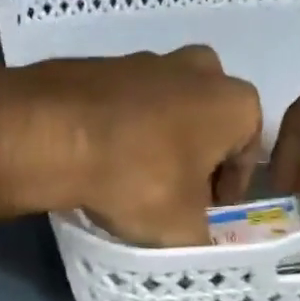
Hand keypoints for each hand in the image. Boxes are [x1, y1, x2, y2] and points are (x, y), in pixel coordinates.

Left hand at [0, 47, 263, 246]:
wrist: (52, 132)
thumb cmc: (138, 178)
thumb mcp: (181, 228)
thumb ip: (202, 239)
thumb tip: (198, 242)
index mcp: (235, 102)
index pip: (247, 153)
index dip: (229, 189)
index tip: (208, 213)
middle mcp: (200, 69)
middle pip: (208, 123)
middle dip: (196, 156)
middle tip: (174, 194)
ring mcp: (148, 58)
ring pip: (167, 108)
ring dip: (159, 139)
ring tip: (132, 178)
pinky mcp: (103, 62)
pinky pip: (125, 102)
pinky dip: (122, 127)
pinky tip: (102, 157)